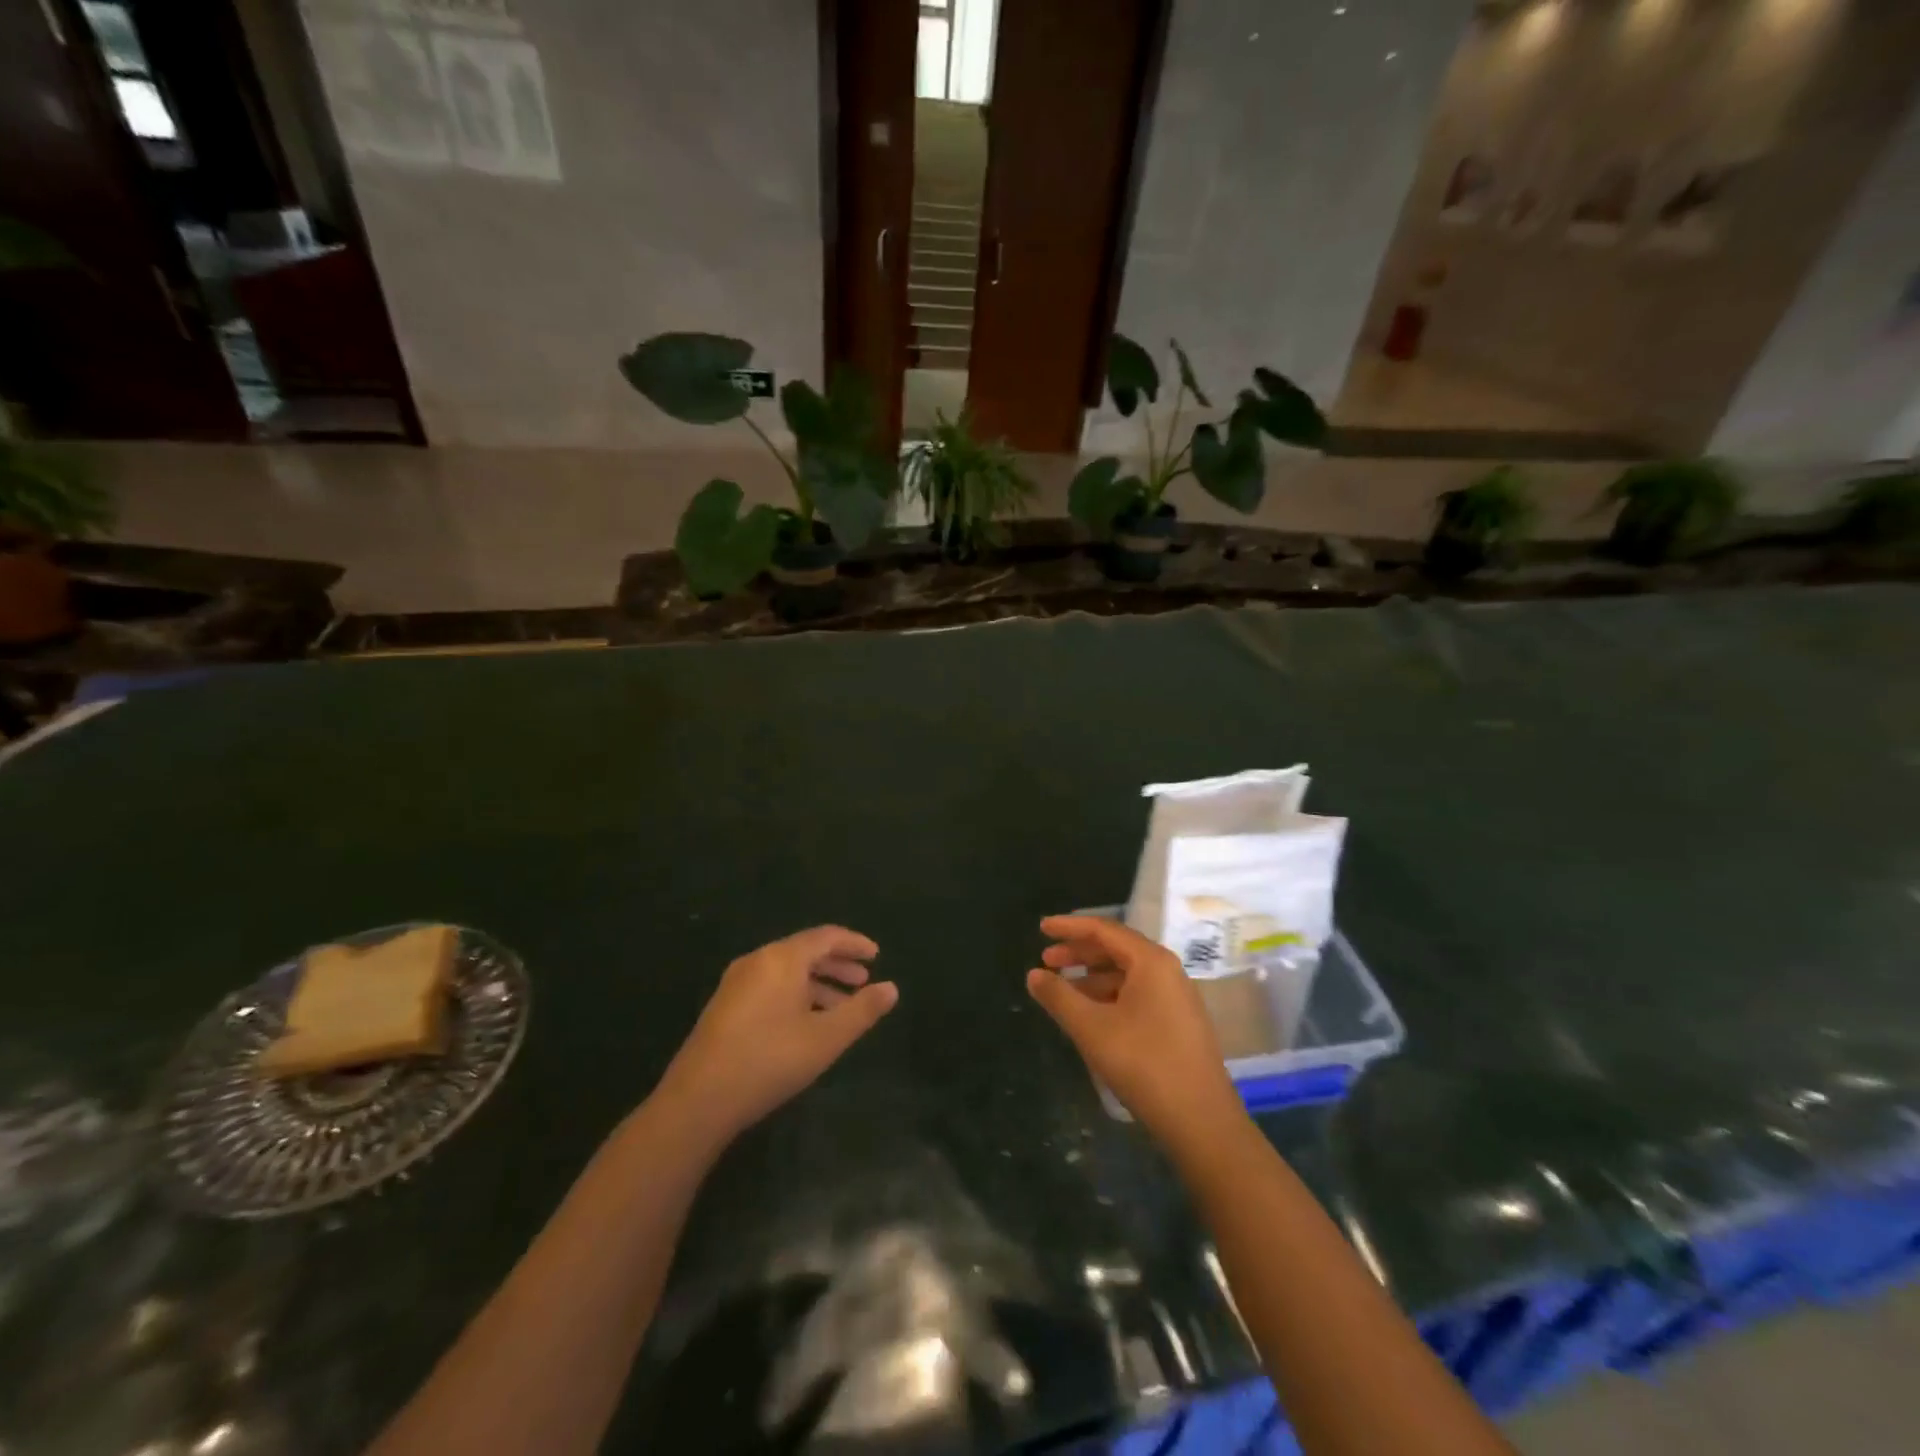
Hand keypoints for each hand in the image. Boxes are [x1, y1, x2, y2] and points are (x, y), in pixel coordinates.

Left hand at [657, 926, 897, 1140]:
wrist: (698, 1100)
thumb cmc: (769, 1060)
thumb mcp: (826, 1038)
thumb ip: (862, 1011)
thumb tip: (892, 988)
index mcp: (782, 959)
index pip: (826, 936)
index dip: (854, 944)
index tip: (877, 956)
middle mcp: (758, 961)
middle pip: (805, 951)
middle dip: (838, 965)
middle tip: (863, 982)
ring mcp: (737, 983)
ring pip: (787, 972)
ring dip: (818, 984)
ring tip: (842, 1008)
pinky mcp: (725, 1006)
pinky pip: (771, 986)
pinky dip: (796, 995)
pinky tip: (807, 1024)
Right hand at [1026, 914, 1241, 1139]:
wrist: (1201, 1121)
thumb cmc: (1143, 1064)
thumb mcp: (1091, 1028)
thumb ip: (1058, 996)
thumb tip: (1033, 974)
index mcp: (1151, 961)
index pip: (1104, 930)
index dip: (1069, 926)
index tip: (1041, 928)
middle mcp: (1167, 971)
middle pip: (1116, 949)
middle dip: (1079, 953)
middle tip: (1046, 960)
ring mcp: (1176, 998)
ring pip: (1126, 975)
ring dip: (1092, 977)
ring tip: (1062, 990)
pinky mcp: (1179, 1023)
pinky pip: (1137, 995)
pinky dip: (1109, 996)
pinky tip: (1091, 1014)